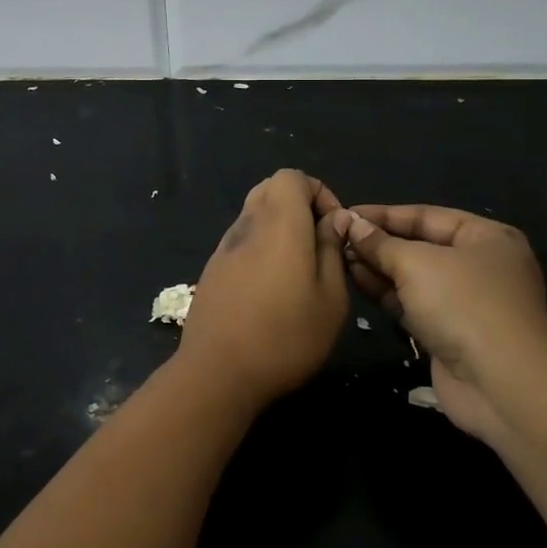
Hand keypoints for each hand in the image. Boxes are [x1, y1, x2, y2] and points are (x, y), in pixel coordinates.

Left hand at [179, 171, 350, 407]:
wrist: (218, 371)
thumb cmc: (286, 336)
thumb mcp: (331, 298)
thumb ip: (333, 249)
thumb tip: (334, 220)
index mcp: (279, 222)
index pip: (293, 176)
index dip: (319, 192)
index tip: (334, 229)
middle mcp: (248, 224)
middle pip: (271, 188)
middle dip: (299, 205)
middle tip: (318, 244)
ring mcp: (224, 246)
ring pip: (254, 213)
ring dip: (279, 227)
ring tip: (298, 268)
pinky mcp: (212, 268)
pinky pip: (241, 239)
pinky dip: (260, 246)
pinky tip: (270, 287)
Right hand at [328, 204, 546, 445]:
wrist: (502, 385)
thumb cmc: (464, 305)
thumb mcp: (416, 263)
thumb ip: (380, 243)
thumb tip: (350, 224)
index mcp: (485, 237)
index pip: (426, 216)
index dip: (384, 214)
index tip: (345, 213)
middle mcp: (479, 265)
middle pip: (419, 246)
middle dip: (378, 242)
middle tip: (337, 237)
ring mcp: (465, 302)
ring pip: (413, 277)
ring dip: (377, 267)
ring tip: (339, 257)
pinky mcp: (449, 333)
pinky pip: (412, 304)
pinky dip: (386, 293)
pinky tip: (356, 281)